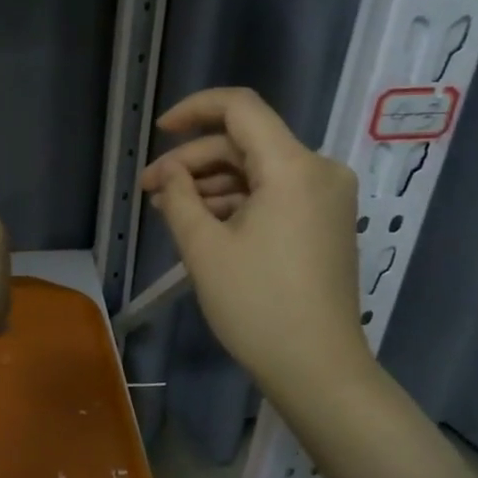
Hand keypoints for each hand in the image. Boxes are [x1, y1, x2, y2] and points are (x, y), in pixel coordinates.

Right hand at [139, 88, 371, 406]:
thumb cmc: (257, 306)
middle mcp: (319, 171)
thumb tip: (170, 173)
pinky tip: (202, 222)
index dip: (194, 109)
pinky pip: (275, 195)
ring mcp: (327, 198)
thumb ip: (179, 196)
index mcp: (293, 166)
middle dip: (194, 162)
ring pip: (258, 171)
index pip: (240, 108)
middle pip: (246, 143)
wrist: (319, 370)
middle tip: (150, 189)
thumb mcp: (204, 248)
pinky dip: (238, 202)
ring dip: (212, 185)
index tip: (160, 132)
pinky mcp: (326, 222)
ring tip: (168, 210)